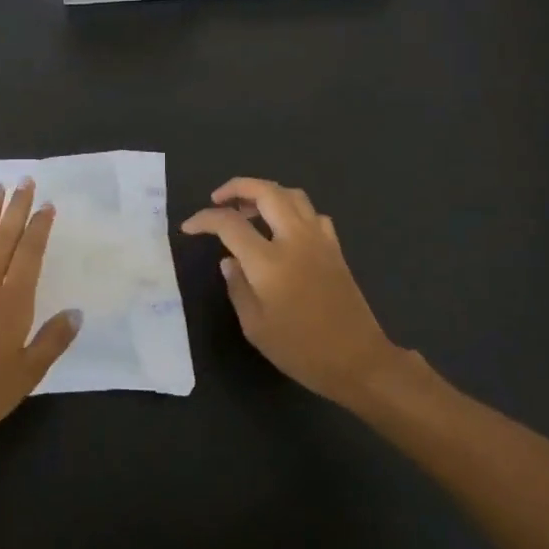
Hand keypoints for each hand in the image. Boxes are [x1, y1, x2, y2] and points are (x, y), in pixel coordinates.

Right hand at [182, 177, 403, 406]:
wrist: (359, 361)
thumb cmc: (301, 350)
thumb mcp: (256, 327)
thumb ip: (237, 287)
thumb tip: (228, 261)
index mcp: (269, 261)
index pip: (229, 223)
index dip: (205, 219)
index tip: (189, 227)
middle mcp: (294, 239)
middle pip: (265, 191)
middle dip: (237, 187)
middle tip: (218, 199)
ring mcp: (319, 240)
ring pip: (292, 195)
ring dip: (265, 193)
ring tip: (248, 209)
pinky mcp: (335, 248)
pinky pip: (312, 213)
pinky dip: (292, 210)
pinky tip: (283, 228)